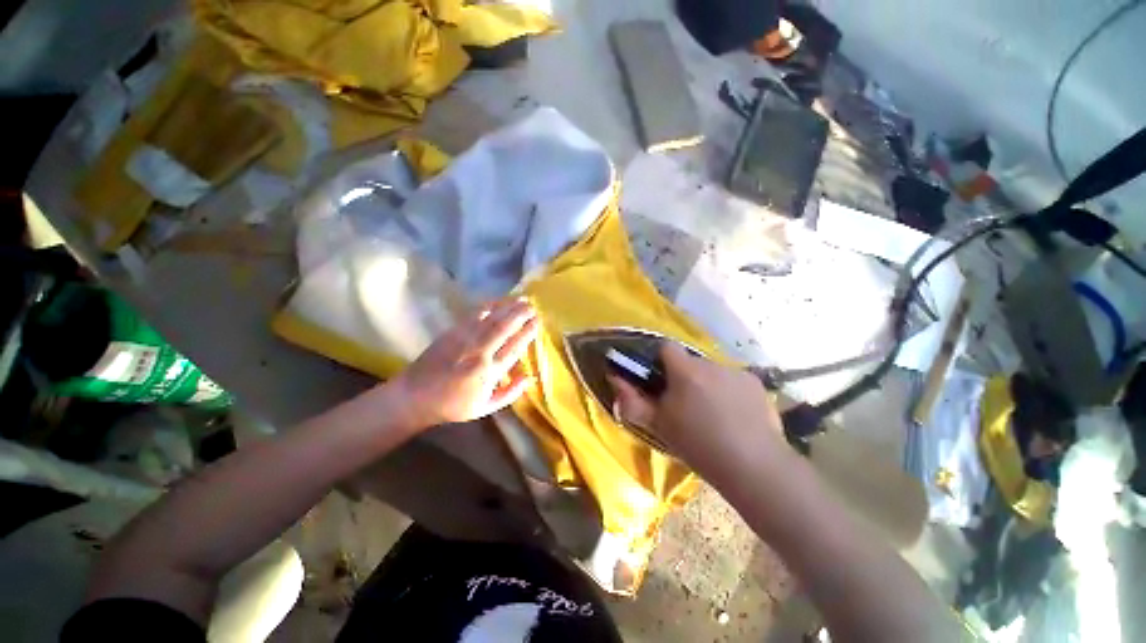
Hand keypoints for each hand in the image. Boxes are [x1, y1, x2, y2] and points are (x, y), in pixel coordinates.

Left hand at [394, 299, 539, 427]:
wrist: (415, 396)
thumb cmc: (453, 405)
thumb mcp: (485, 408)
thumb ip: (510, 393)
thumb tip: (530, 378)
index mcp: (489, 373)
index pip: (514, 347)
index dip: (527, 332)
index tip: (537, 322)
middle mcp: (479, 353)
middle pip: (504, 329)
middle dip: (520, 315)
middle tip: (532, 306)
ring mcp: (464, 341)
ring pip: (490, 319)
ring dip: (507, 307)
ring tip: (521, 299)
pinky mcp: (452, 333)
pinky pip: (473, 316)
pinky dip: (487, 307)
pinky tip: (497, 302)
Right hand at [609, 343, 791, 480]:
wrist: (754, 467)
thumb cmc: (699, 446)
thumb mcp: (658, 425)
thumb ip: (632, 401)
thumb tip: (614, 379)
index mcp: (685, 371)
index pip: (666, 347)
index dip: (660, 360)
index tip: (660, 381)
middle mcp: (711, 363)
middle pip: (690, 361)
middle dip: (684, 377)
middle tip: (686, 404)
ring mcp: (736, 372)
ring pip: (712, 371)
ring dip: (707, 384)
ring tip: (714, 414)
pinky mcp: (756, 383)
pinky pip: (733, 380)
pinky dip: (729, 391)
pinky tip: (736, 416)